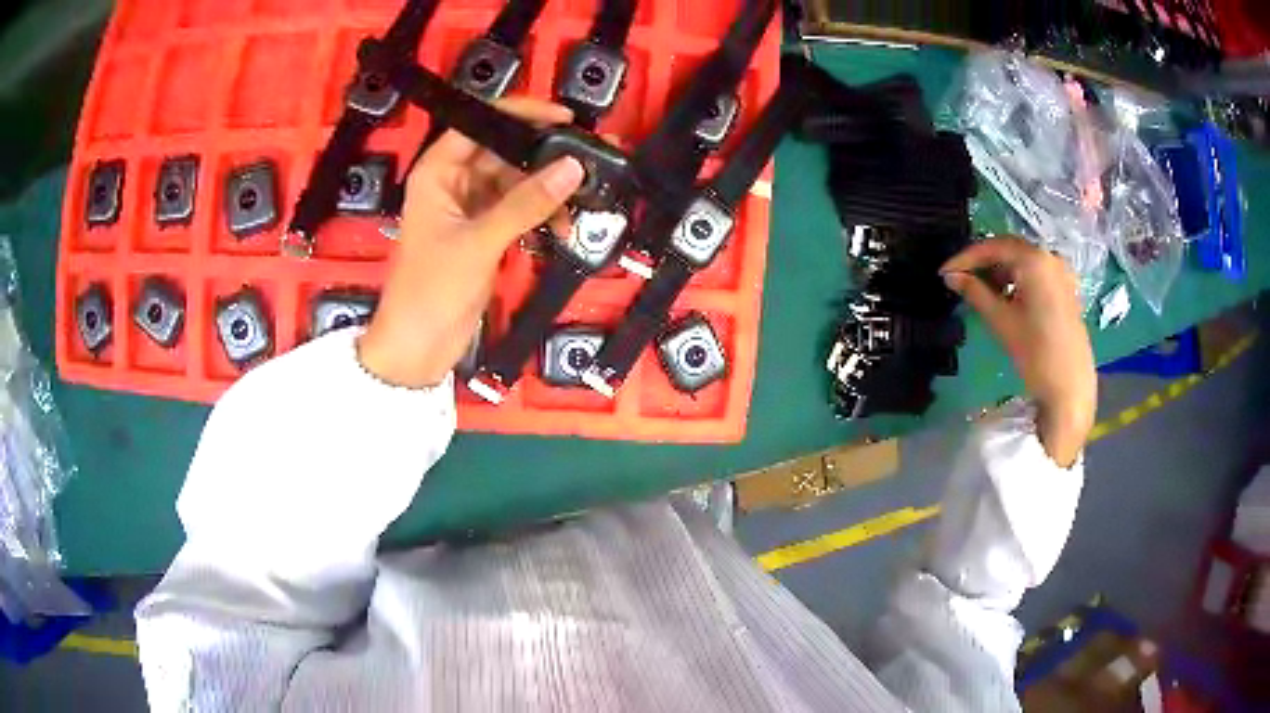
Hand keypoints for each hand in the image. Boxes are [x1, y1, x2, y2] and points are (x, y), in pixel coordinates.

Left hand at [358, 99, 584, 387]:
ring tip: (578, 207)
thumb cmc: (430, 290)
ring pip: (517, 183)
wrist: (418, 349)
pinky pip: (520, 211)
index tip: (565, 119)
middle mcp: (454, 182)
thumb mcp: (479, 242)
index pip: (481, 123)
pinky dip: (541, 217)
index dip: (521, 114)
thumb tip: (572, 168)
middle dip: (544, 159)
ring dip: (547, 194)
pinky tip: (561, 230)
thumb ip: (526, 203)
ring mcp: (471, 209)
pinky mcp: (485, 234)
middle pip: (505, 152)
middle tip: (588, 163)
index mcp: (438, 172)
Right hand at [941, 237, 1095, 466]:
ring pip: (1022, 260)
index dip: (965, 258)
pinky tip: (1004, 297)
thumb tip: (950, 277)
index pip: (992, 247)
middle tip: (959, 278)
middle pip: (1009, 249)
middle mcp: (1049, 256)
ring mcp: (1060, 271)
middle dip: (983, 262)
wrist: (1070, 386)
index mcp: (1034, 259)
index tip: (944, 272)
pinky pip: (1035, 272)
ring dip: (999, 271)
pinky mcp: (1065, 288)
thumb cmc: (1035, 353)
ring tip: (979, 291)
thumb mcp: (1001, 320)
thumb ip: (974, 292)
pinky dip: (1017, 278)